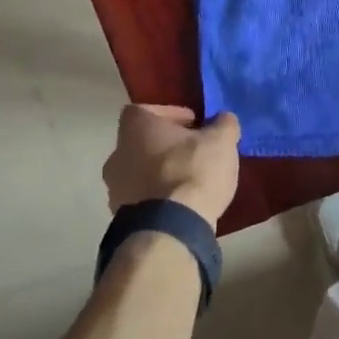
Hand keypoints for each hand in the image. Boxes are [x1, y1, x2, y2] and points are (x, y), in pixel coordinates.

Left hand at [103, 105, 241, 228]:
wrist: (171, 228)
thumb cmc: (193, 171)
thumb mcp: (221, 140)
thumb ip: (223, 124)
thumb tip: (223, 120)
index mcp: (135, 127)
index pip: (144, 109)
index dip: (170, 114)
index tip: (193, 123)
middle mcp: (117, 153)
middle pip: (141, 142)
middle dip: (166, 146)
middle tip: (194, 152)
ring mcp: (115, 187)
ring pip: (139, 171)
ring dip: (160, 173)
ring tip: (189, 181)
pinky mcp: (121, 216)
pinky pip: (141, 199)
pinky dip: (157, 198)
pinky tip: (180, 204)